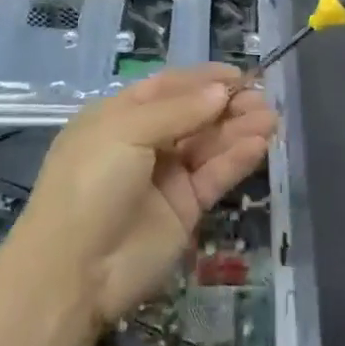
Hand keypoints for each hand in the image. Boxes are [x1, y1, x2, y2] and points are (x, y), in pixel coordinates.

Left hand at [14, 64, 277, 323]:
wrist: (73, 271)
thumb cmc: (90, 183)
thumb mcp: (126, 131)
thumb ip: (179, 110)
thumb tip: (222, 90)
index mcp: (119, 117)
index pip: (167, 88)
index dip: (202, 79)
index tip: (239, 74)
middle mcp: (144, 142)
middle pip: (193, 114)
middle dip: (226, 104)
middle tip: (262, 97)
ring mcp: (165, 177)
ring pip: (209, 144)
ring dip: (239, 129)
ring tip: (271, 117)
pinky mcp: (185, 209)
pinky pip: (215, 175)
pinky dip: (237, 159)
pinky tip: (260, 143)